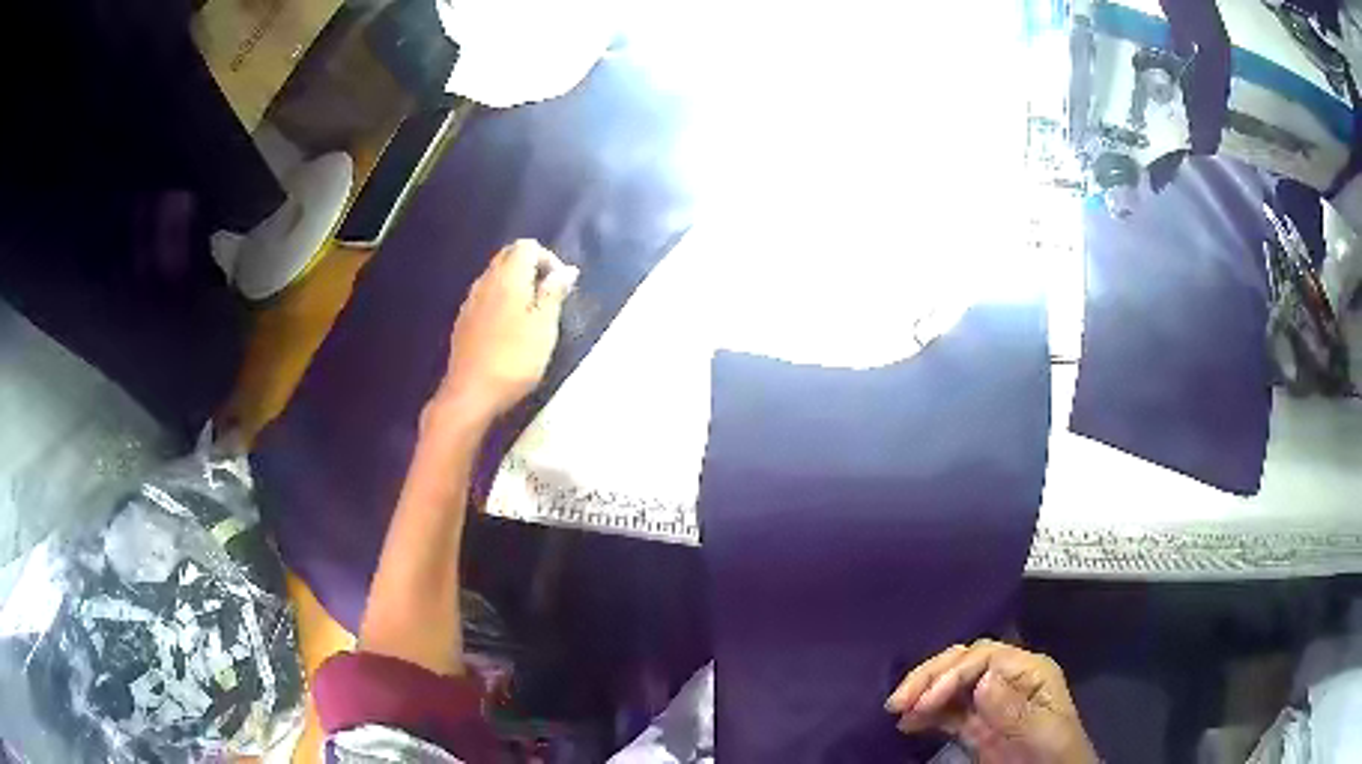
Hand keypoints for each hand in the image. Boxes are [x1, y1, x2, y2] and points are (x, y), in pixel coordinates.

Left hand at [433, 240, 577, 425]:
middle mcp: (485, 281)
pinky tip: (509, 328)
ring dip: (516, 284)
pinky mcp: (463, 321)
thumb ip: (554, 293)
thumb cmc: (514, 359)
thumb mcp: (544, 326)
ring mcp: (470, 301)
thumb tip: (567, 269)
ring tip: (531, 313)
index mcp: (508, 277)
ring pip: (495, 276)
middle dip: (531, 267)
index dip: (548, 259)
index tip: (561, 286)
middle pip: (508, 256)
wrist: (471, 393)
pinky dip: (501, 300)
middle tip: (549, 296)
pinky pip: (485, 296)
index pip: (527, 246)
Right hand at [886, 640, 1096, 763]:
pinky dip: (925, 713)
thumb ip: (1015, 709)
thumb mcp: (1042, 732)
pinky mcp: (977, 725)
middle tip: (898, 702)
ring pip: (951, 683)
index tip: (925, 702)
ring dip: (923, 692)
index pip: (985, 656)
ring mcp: (991, 703)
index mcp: (1030, 672)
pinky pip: (947, 711)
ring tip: (897, 711)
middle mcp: (1008, 680)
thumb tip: (983, 680)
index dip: (952, 673)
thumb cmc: (1056, 754)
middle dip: (930, 677)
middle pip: (965, 662)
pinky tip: (907, 723)